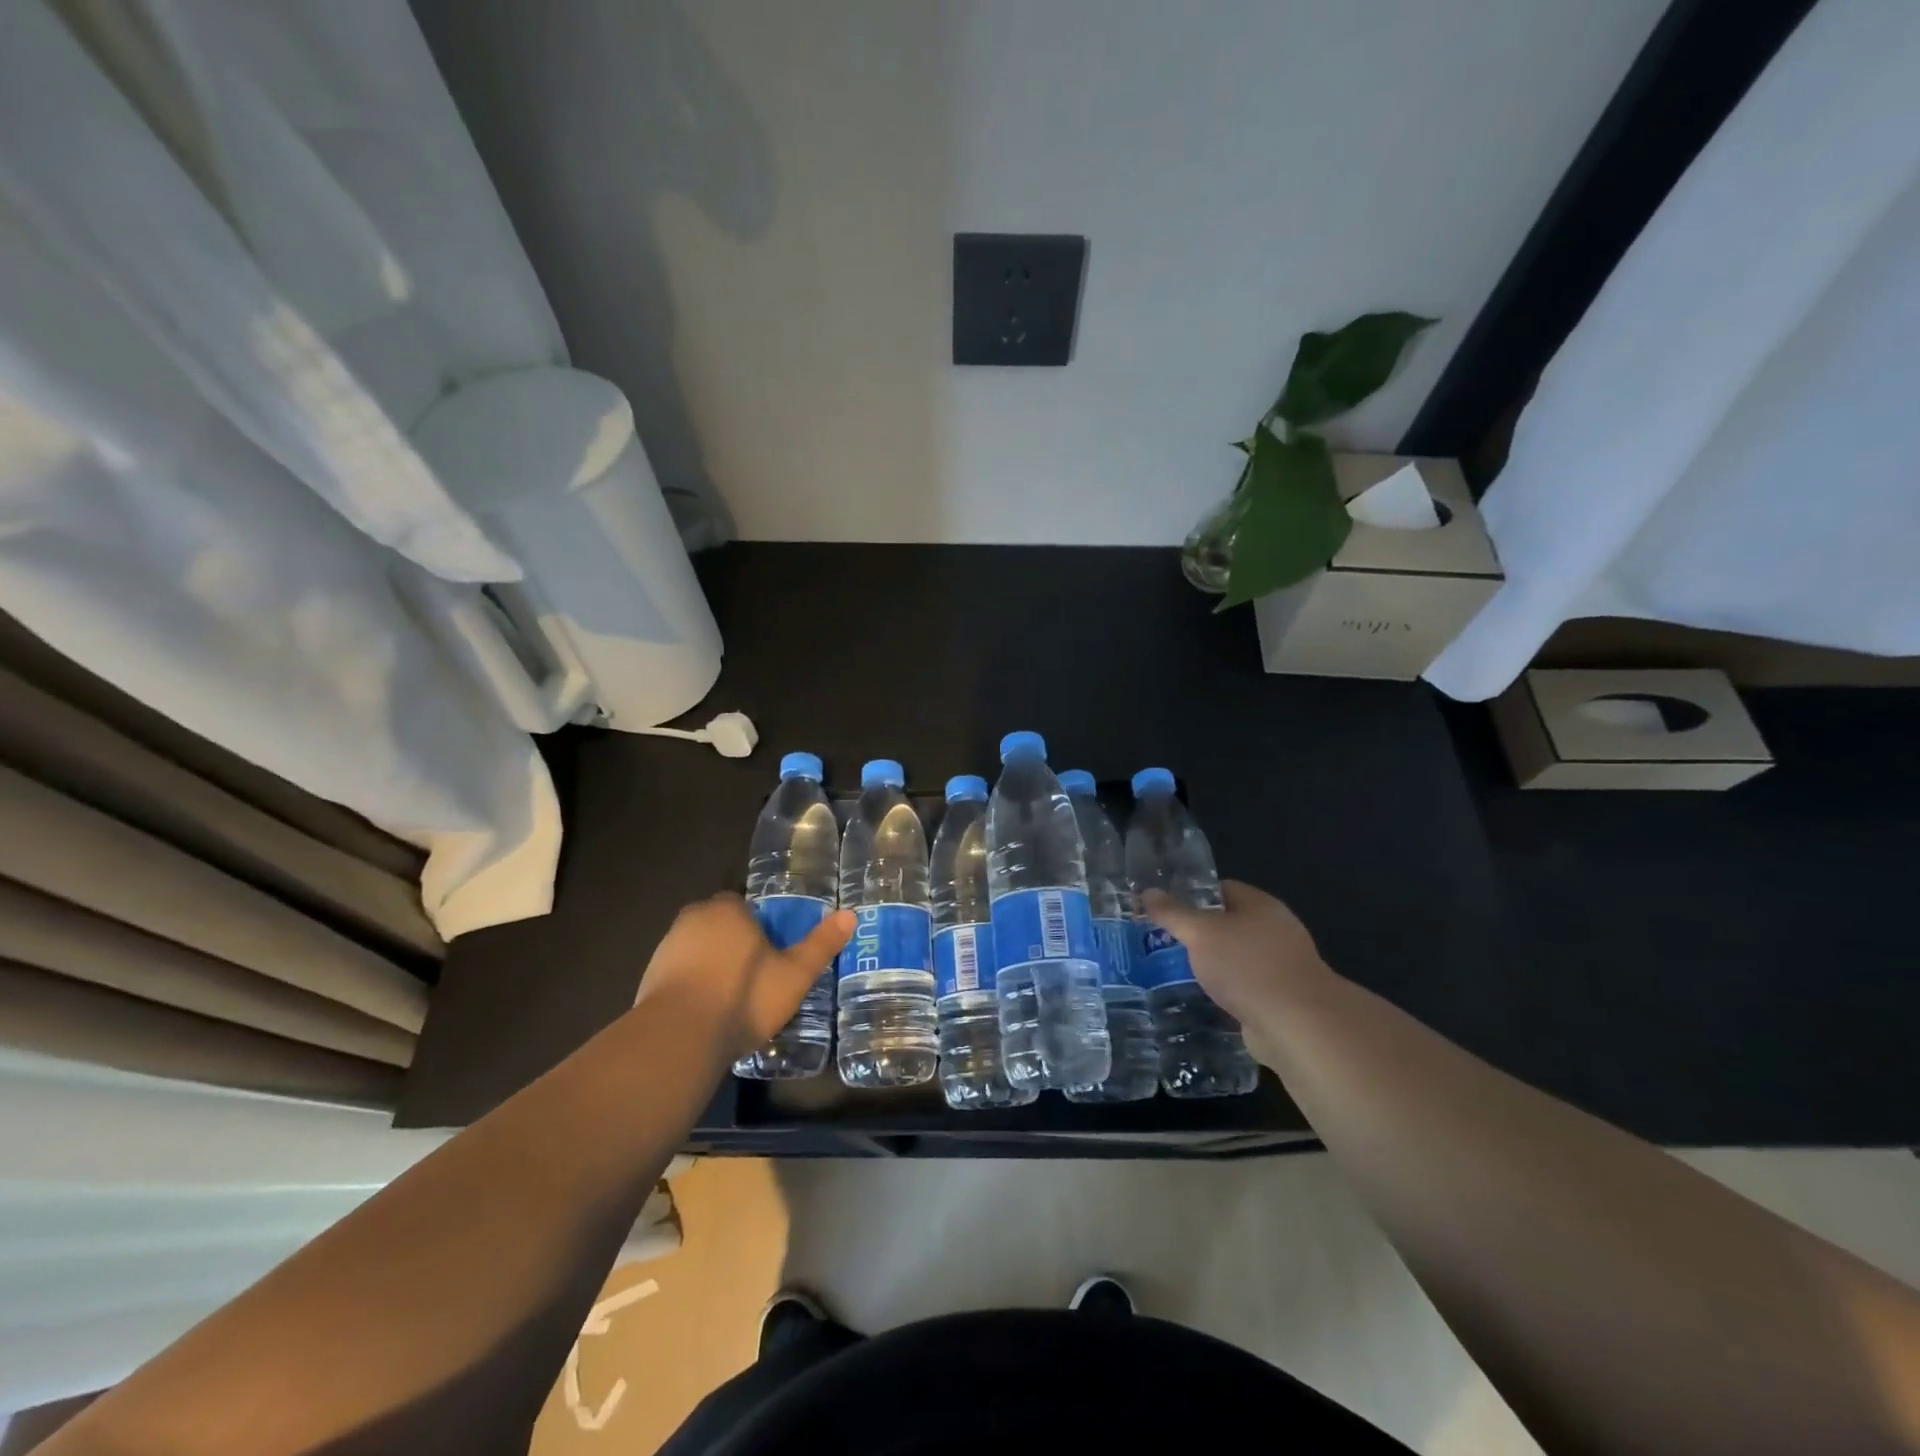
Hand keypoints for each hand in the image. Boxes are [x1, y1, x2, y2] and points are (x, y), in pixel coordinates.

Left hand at [634, 894, 854, 1061]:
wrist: (678, 1038)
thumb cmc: (743, 997)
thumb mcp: (794, 974)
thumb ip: (821, 944)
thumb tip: (850, 914)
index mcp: (728, 909)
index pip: (745, 905)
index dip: (760, 926)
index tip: (772, 952)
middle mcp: (693, 919)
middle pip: (720, 924)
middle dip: (734, 943)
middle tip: (757, 975)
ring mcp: (666, 948)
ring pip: (697, 949)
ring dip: (712, 965)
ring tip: (733, 998)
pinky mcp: (648, 979)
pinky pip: (679, 974)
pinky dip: (692, 986)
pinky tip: (707, 1013)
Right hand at [1139, 881, 1326, 1045]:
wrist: (1297, 1026)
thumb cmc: (1247, 966)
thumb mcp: (1200, 934)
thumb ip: (1172, 913)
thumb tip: (1148, 892)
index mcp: (1261, 905)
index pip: (1222, 888)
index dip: (1193, 895)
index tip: (1165, 908)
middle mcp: (1275, 930)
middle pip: (1229, 923)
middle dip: (1199, 933)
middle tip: (1164, 941)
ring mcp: (1281, 965)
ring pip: (1236, 957)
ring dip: (1212, 964)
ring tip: (1176, 970)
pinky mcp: (1280, 998)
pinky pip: (1245, 986)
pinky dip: (1226, 990)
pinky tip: (1203, 998)